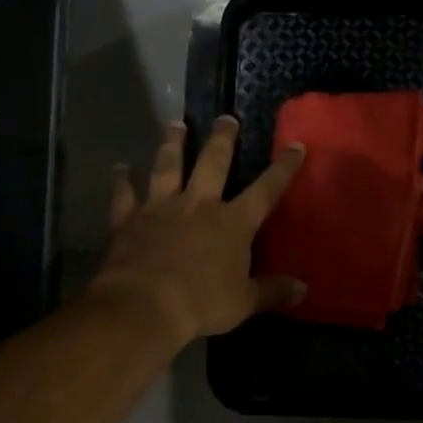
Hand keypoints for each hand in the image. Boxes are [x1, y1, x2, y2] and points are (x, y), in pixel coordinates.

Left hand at [88, 117, 306, 346]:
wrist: (145, 304)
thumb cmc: (202, 303)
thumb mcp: (244, 302)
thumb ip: (272, 291)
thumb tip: (302, 289)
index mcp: (233, 223)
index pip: (265, 190)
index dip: (283, 169)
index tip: (295, 146)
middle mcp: (198, 204)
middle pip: (213, 163)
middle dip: (223, 139)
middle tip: (225, 118)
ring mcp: (160, 207)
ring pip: (167, 166)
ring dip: (172, 143)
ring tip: (175, 124)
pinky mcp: (128, 219)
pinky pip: (124, 194)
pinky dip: (121, 181)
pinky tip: (120, 169)